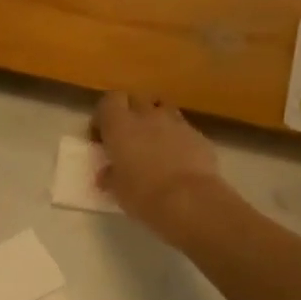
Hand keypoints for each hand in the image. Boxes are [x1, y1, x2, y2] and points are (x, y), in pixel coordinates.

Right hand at [92, 91, 235, 238]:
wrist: (189, 201)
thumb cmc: (142, 194)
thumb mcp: (116, 188)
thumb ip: (110, 175)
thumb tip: (107, 173)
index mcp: (120, 126)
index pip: (110, 100)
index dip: (105, 115)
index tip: (102, 135)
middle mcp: (147, 116)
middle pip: (137, 98)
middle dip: (131, 112)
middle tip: (128, 136)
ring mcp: (176, 123)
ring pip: (163, 109)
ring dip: (156, 120)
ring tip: (153, 144)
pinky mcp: (199, 136)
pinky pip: (183, 129)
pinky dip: (177, 138)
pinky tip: (176, 159)